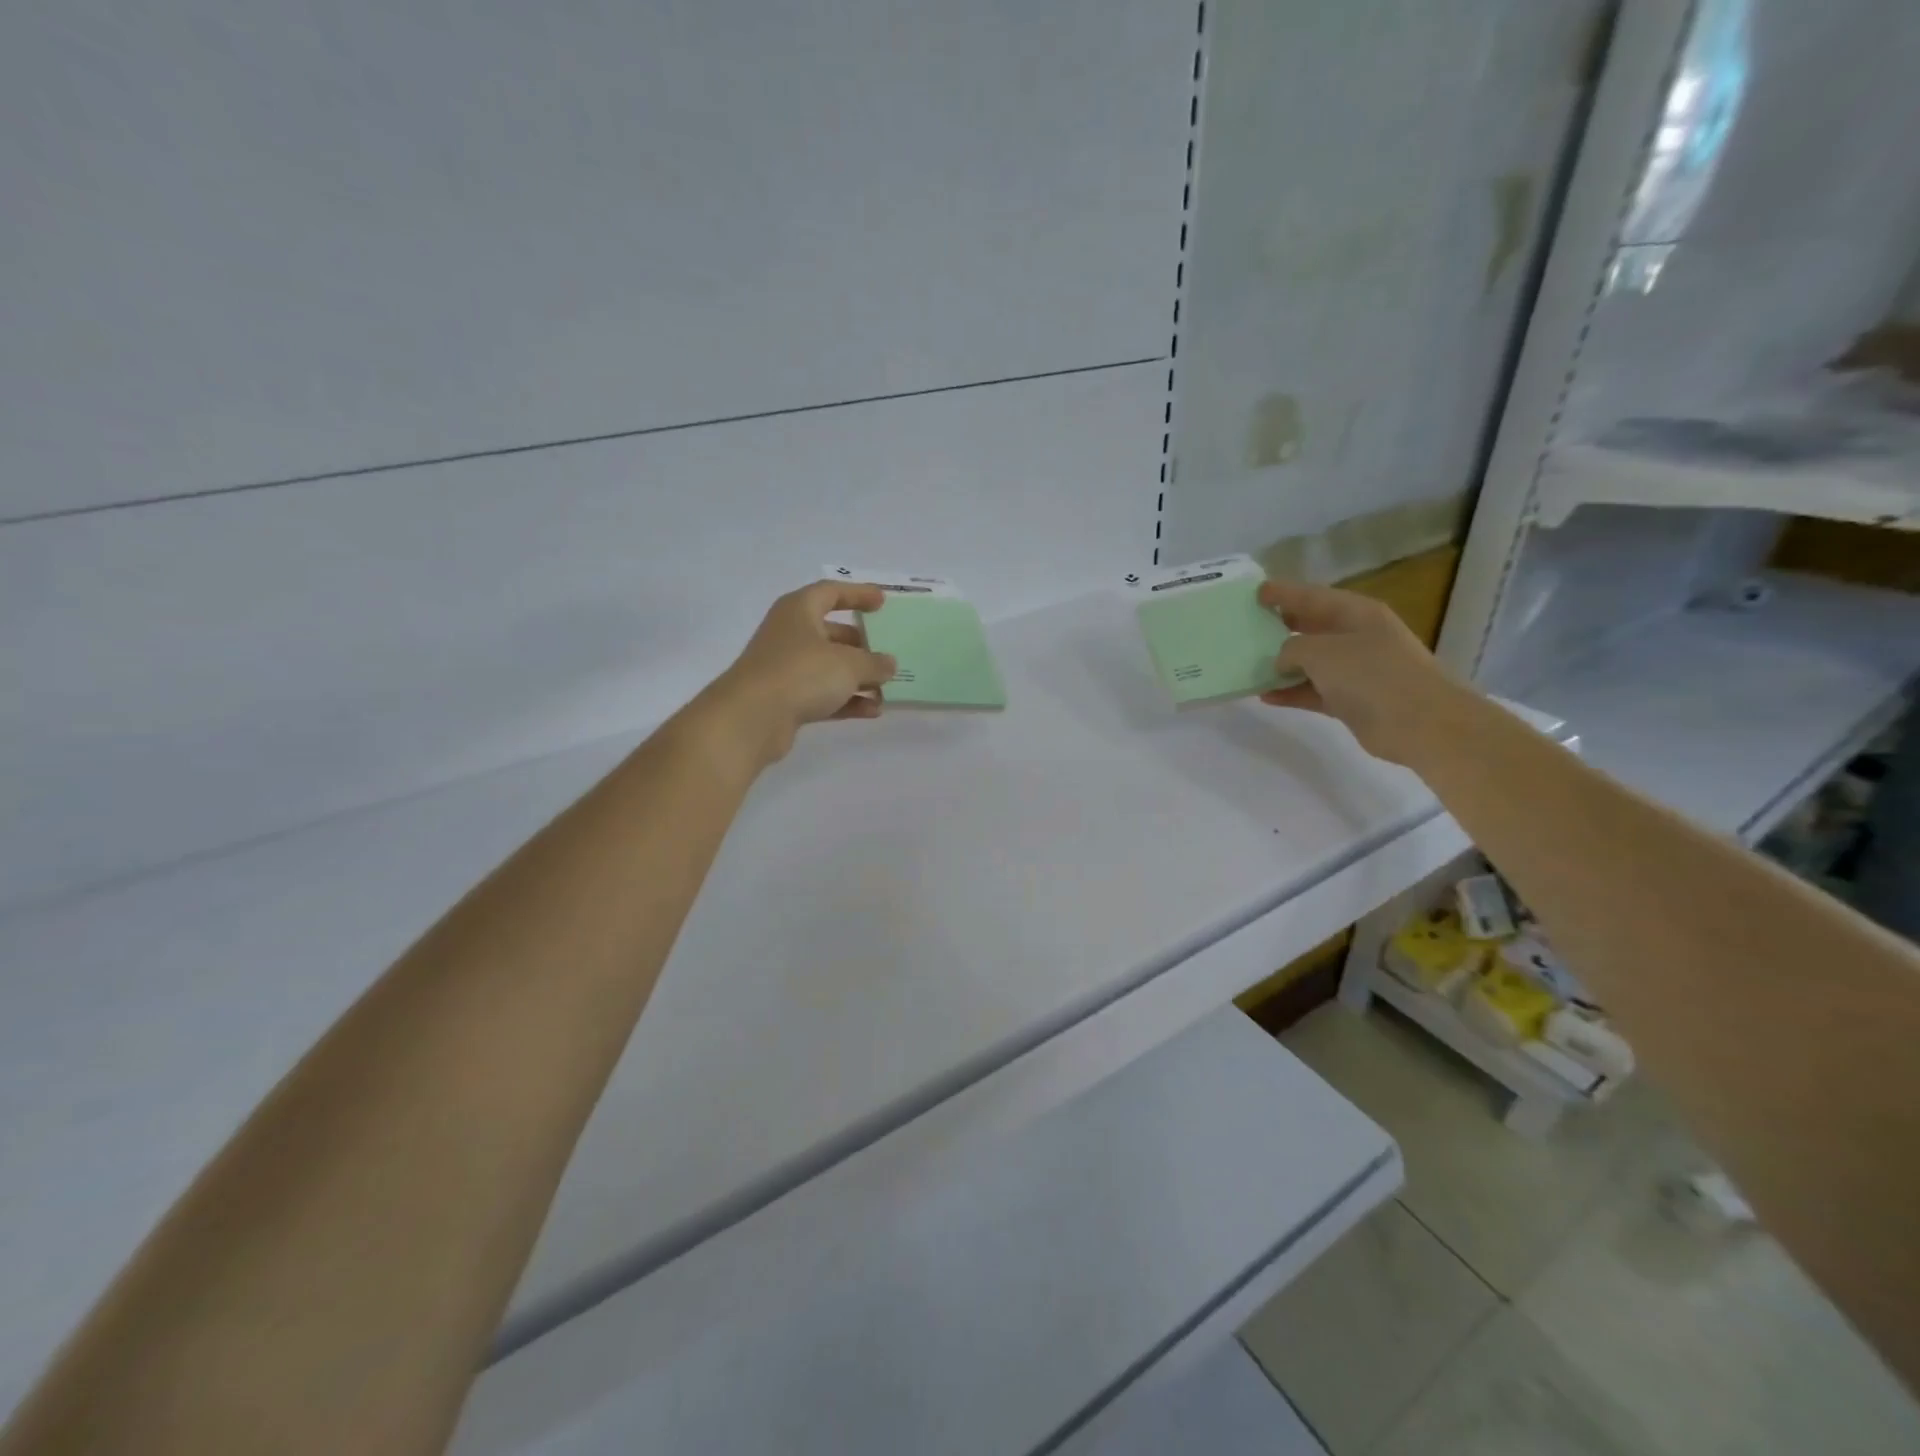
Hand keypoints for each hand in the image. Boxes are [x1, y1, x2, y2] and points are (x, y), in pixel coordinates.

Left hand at [701, 581, 898, 764]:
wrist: (752, 718)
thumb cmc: (801, 673)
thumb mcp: (849, 664)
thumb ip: (874, 662)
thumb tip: (889, 664)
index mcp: (799, 610)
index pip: (831, 592)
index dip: (858, 594)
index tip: (882, 601)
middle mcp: (790, 635)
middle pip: (831, 633)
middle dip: (860, 644)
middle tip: (886, 651)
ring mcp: (785, 668)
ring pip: (828, 667)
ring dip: (857, 677)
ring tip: (886, 687)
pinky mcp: (785, 700)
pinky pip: (823, 694)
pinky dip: (846, 700)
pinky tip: (872, 711)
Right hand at [1256, 579, 1471, 765]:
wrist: (1420, 724)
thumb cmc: (1371, 675)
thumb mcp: (1321, 652)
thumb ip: (1291, 649)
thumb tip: (1282, 661)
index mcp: (1356, 613)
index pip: (1312, 596)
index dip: (1283, 593)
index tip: (1256, 593)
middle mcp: (1357, 636)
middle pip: (1312, 626)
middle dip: (1281, 626)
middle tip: (1249, 626)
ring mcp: (1357, 670)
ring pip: (1311, 662)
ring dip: (1282, 665)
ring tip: (1249, 665)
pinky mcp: (1352, 700)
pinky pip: (1313, 690)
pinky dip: (1291, 692)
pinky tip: (1265, 696)